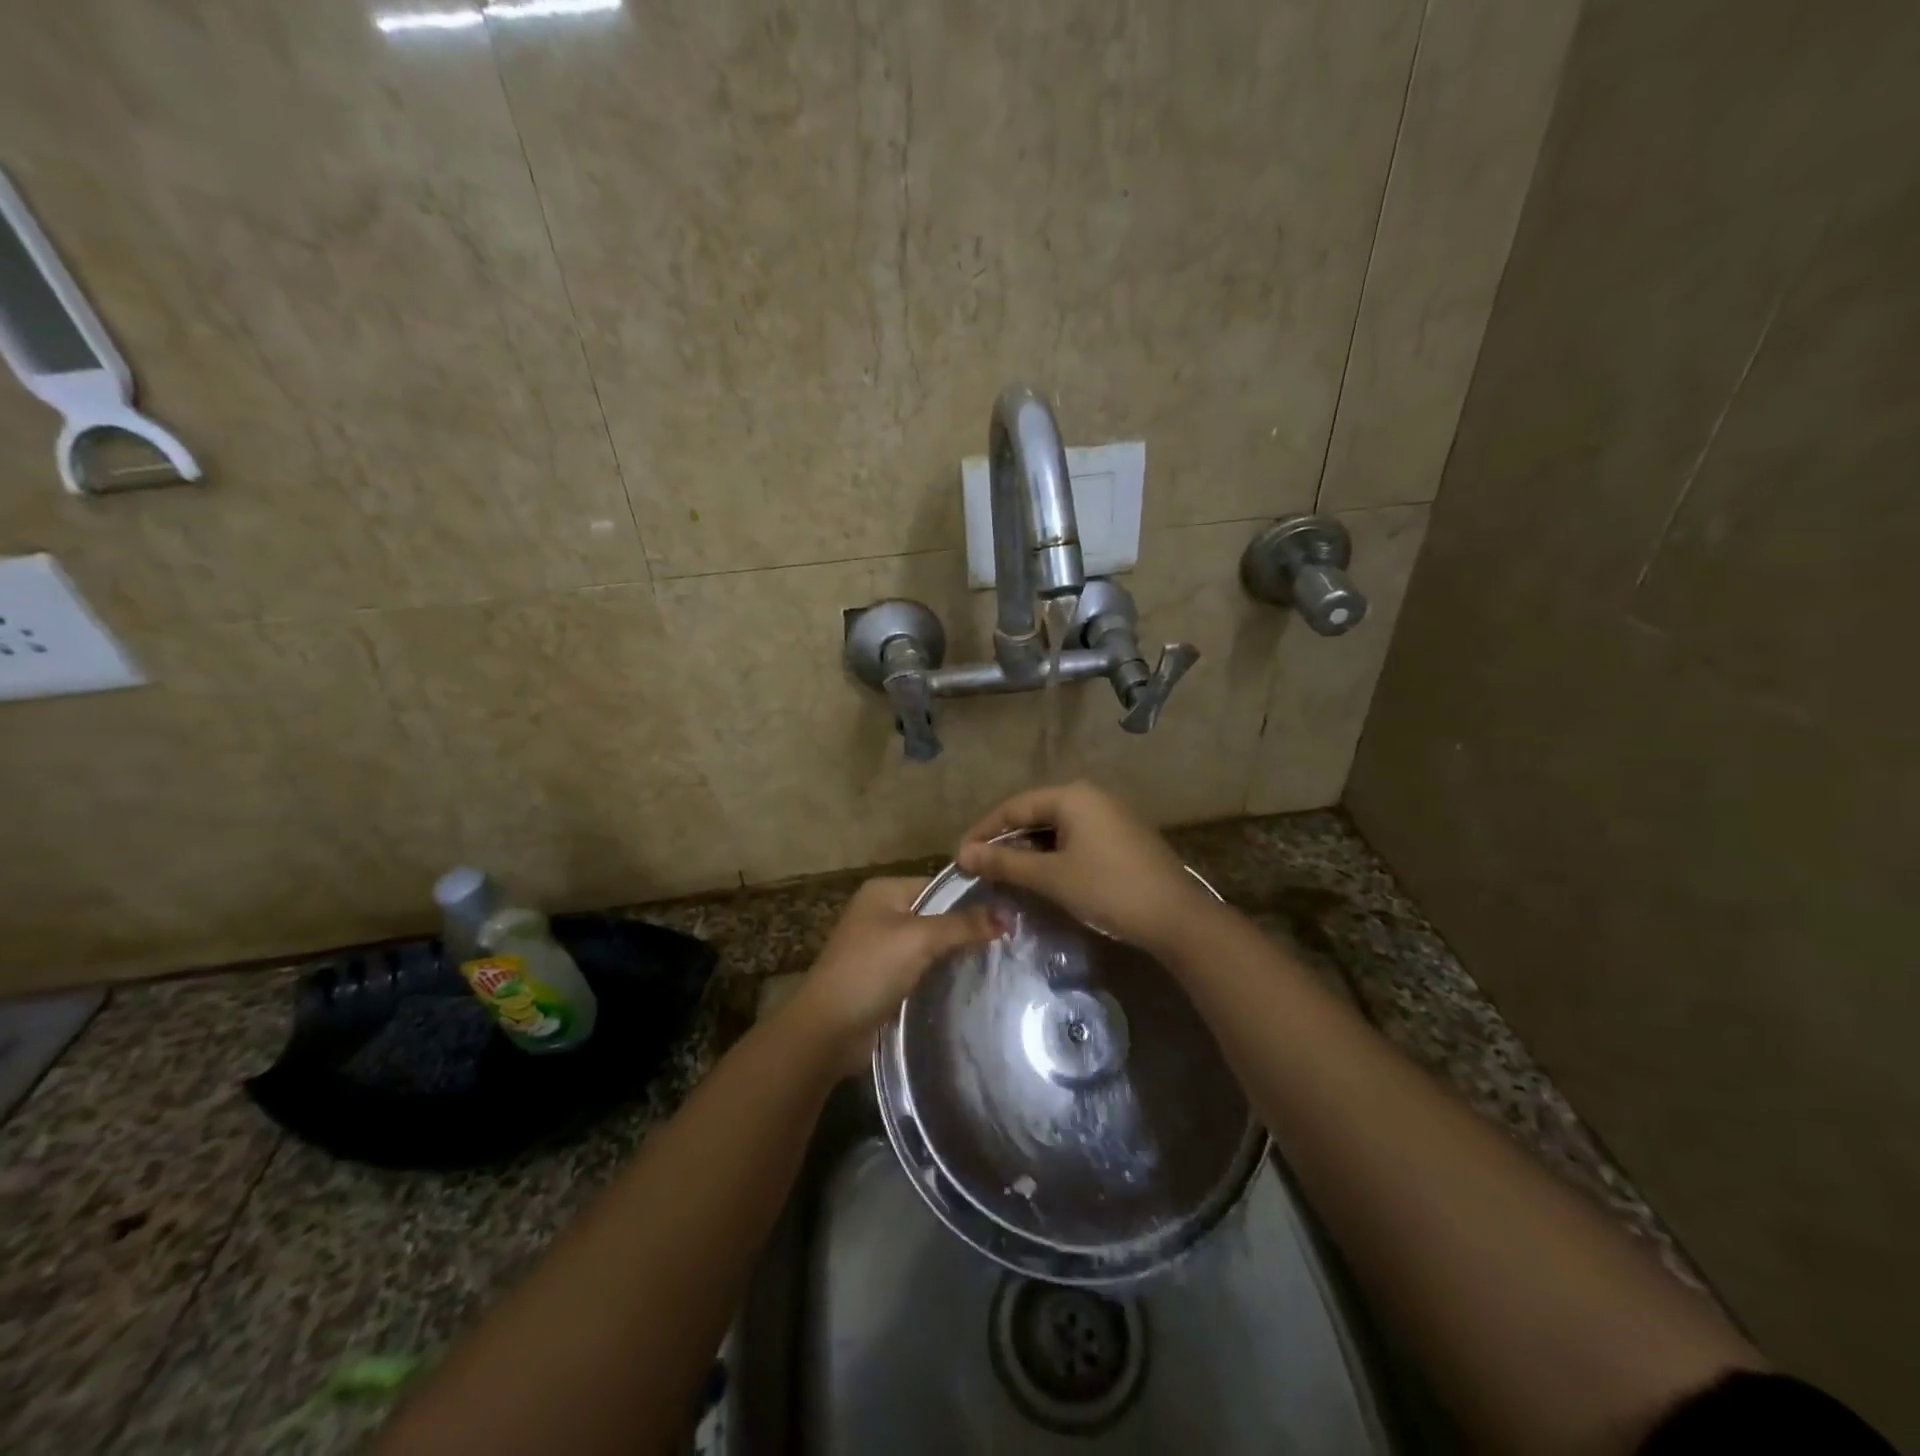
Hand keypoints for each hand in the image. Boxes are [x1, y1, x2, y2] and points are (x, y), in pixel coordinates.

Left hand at [785, 877, 997, 1073]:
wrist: (828, 1030)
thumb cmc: (870, 970)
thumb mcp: (919, 939)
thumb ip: (963, 925)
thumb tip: (1008, 912)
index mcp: (884, 891)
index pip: (939, 885)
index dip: (972, 897)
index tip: (1010, 911)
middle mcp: (882, 913)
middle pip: (936, 914)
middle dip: (967, 927)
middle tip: (1011, 938)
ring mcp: (882, 948)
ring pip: (931, 944)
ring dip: (956, 954)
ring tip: (1000, 959)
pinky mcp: (885, 979)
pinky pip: (922, 969)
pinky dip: (942, 974)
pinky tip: (971, 981)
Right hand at [956, 781, 1216, 957]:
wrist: (1176, 917)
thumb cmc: (1108, 889)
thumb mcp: (1051, 877)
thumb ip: (1005, 862)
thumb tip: (963, 854)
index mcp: (1072, 796)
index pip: (1014, 806)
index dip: (983, 831)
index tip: (959, 857)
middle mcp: (1090, 796)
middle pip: (1034, 813)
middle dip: (1005, 841)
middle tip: (979, 867)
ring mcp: (1108, 815)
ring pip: (1054, 827)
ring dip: (1028, 850)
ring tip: (1004, 875)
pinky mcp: (1120, 836)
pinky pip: (1074, 837)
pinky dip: (1052, 854)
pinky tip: (1040, 875)